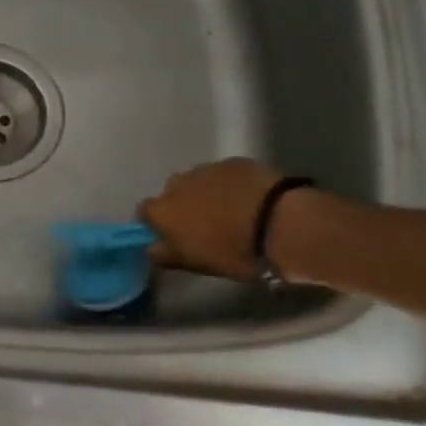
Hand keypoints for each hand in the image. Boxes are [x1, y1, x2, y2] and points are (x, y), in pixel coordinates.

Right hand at [138, 158, 287, 278]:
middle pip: (171, 193)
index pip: (144, 213)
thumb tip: (150, 248)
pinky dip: (229, 185)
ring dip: (205, 193)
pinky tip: (248, 199)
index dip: (157, 224)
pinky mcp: (233, 162)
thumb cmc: (234, 252)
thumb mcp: (197, 264)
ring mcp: (205, 169)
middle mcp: (177, 184)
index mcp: (163, 211)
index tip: (172, 236)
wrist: (281, 223)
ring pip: (197, 181)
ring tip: (229, 211)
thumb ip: (167, 255)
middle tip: (204, 225)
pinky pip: (223, 174)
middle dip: (182, 206)